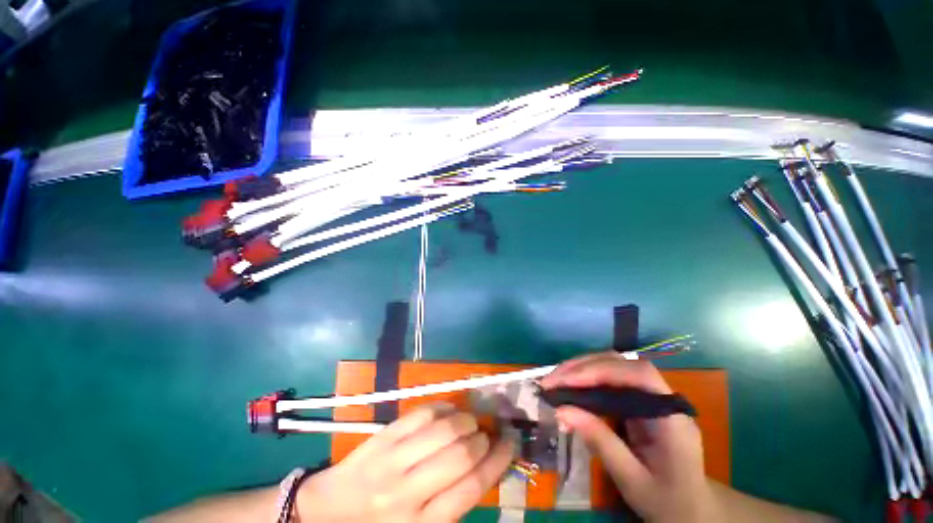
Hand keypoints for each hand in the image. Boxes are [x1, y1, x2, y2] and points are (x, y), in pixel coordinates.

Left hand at [296, 403, 514, 522]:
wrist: (329, 513)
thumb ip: (452, 500)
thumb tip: (485, 464)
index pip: (472, 488)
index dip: (498, 460)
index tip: (510, 442)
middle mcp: (409, 493)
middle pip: (460, 455)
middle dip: (481, 438)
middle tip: (486, 433)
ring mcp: (393, 460)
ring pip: (443, 429)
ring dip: (465, 419)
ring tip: (469, 421)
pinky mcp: (383, 437)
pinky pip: (421, 414)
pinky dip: (442, 408)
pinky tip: (448, 411)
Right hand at [540, 352, 716, 522]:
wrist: (691, 510)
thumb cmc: (667, 501)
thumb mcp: (632, 480)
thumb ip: (600, 442)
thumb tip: (561, 410)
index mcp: (672, 417)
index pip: (638, 375)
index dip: (600, 370)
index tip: (567, 381)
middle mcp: (661, 398)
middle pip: (620, 364)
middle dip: (582, 367)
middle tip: (551, 380)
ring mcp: (649, 396)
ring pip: (612, 366)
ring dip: (580, 369)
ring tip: (555, 380)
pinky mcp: (637, 399)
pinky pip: (608, 379)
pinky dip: (585, 379)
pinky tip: (569, 386)